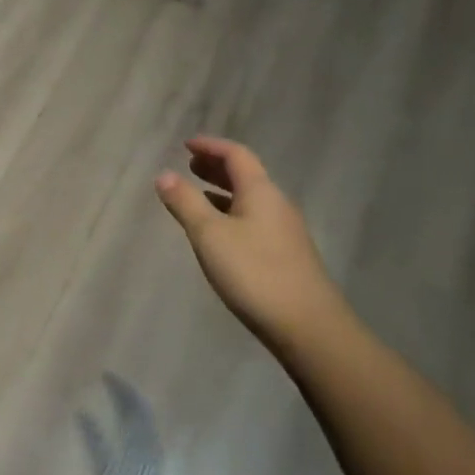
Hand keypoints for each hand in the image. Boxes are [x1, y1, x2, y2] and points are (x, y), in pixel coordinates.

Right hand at [156, 136, 347, 352]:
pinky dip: (233, 213)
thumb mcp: (210, 235)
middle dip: (217, 167)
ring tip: (198, 195)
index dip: (211, 146)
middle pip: (246, 174)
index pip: (236, 154)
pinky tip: (221, 233)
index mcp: (261, 191)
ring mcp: (285, 231)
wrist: (309, 328)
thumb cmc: (254, 273)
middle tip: (190, 165)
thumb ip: (185, 202)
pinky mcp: (287, 255)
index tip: (186, 145)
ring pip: (251, 199)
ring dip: (224, 191)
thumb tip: (164, 174)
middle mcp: (277, 204)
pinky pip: (255, 219)